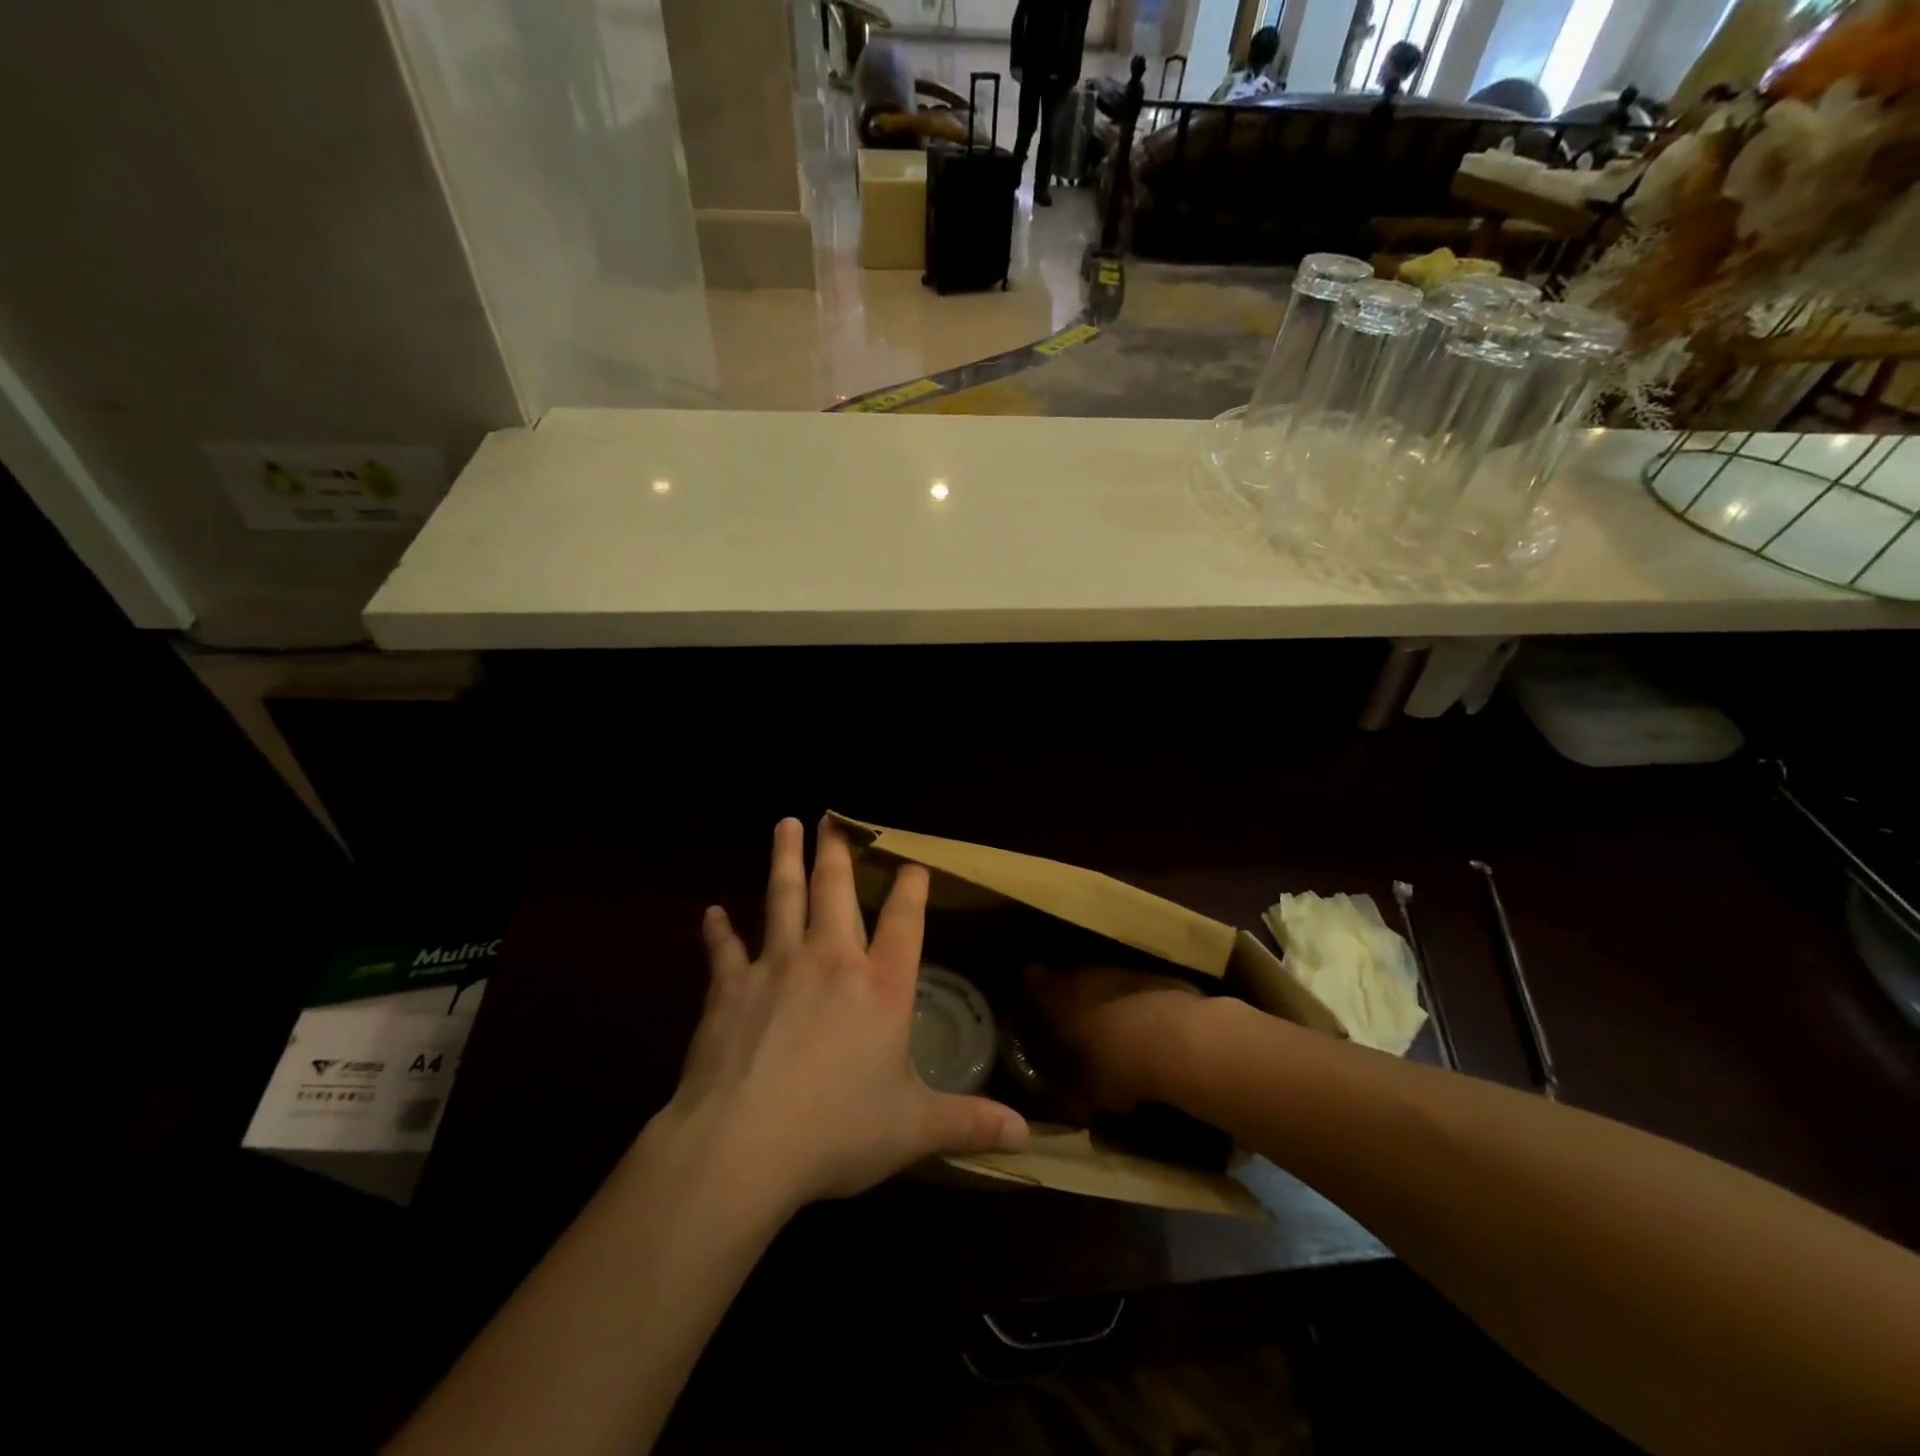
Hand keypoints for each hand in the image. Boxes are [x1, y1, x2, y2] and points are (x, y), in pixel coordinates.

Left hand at [650, 818, 1028, 1212]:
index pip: (905, 923)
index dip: (912, 890)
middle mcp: (832, 961)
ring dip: (785, 860)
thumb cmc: (837, 1132)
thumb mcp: (913, 1130)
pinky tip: (711, 913)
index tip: (913, 863)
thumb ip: (969, 1123)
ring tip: (786, 824)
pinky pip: (724, 949)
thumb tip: (1027, 1137)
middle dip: (838, 853)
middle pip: (836, 892)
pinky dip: (718, 930)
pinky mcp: (729, 987)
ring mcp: (777, 967)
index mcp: (881, 988)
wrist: (743, 1145)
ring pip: (783, 898)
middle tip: (832, 818)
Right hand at [1024, 964, 1204, 1111]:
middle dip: (1067, 998)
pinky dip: (1132, 1004)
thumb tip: (1066, 1106)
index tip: (1027, 1004)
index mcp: (1057, 997)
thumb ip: (1071, 1096)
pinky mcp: (1154, 975)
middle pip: (1067, 977)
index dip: (1027, 988)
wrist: (1180, 1041)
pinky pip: (1132, 988)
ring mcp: (1120, 971)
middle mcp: (1084, 974)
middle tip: (1069, 1024)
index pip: (1029, 978)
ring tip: (1109, 1029)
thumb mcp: (1088, 1093)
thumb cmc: (1118, 1065)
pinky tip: (1143, 1028)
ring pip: (1102, 981)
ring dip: (1102, 1000)